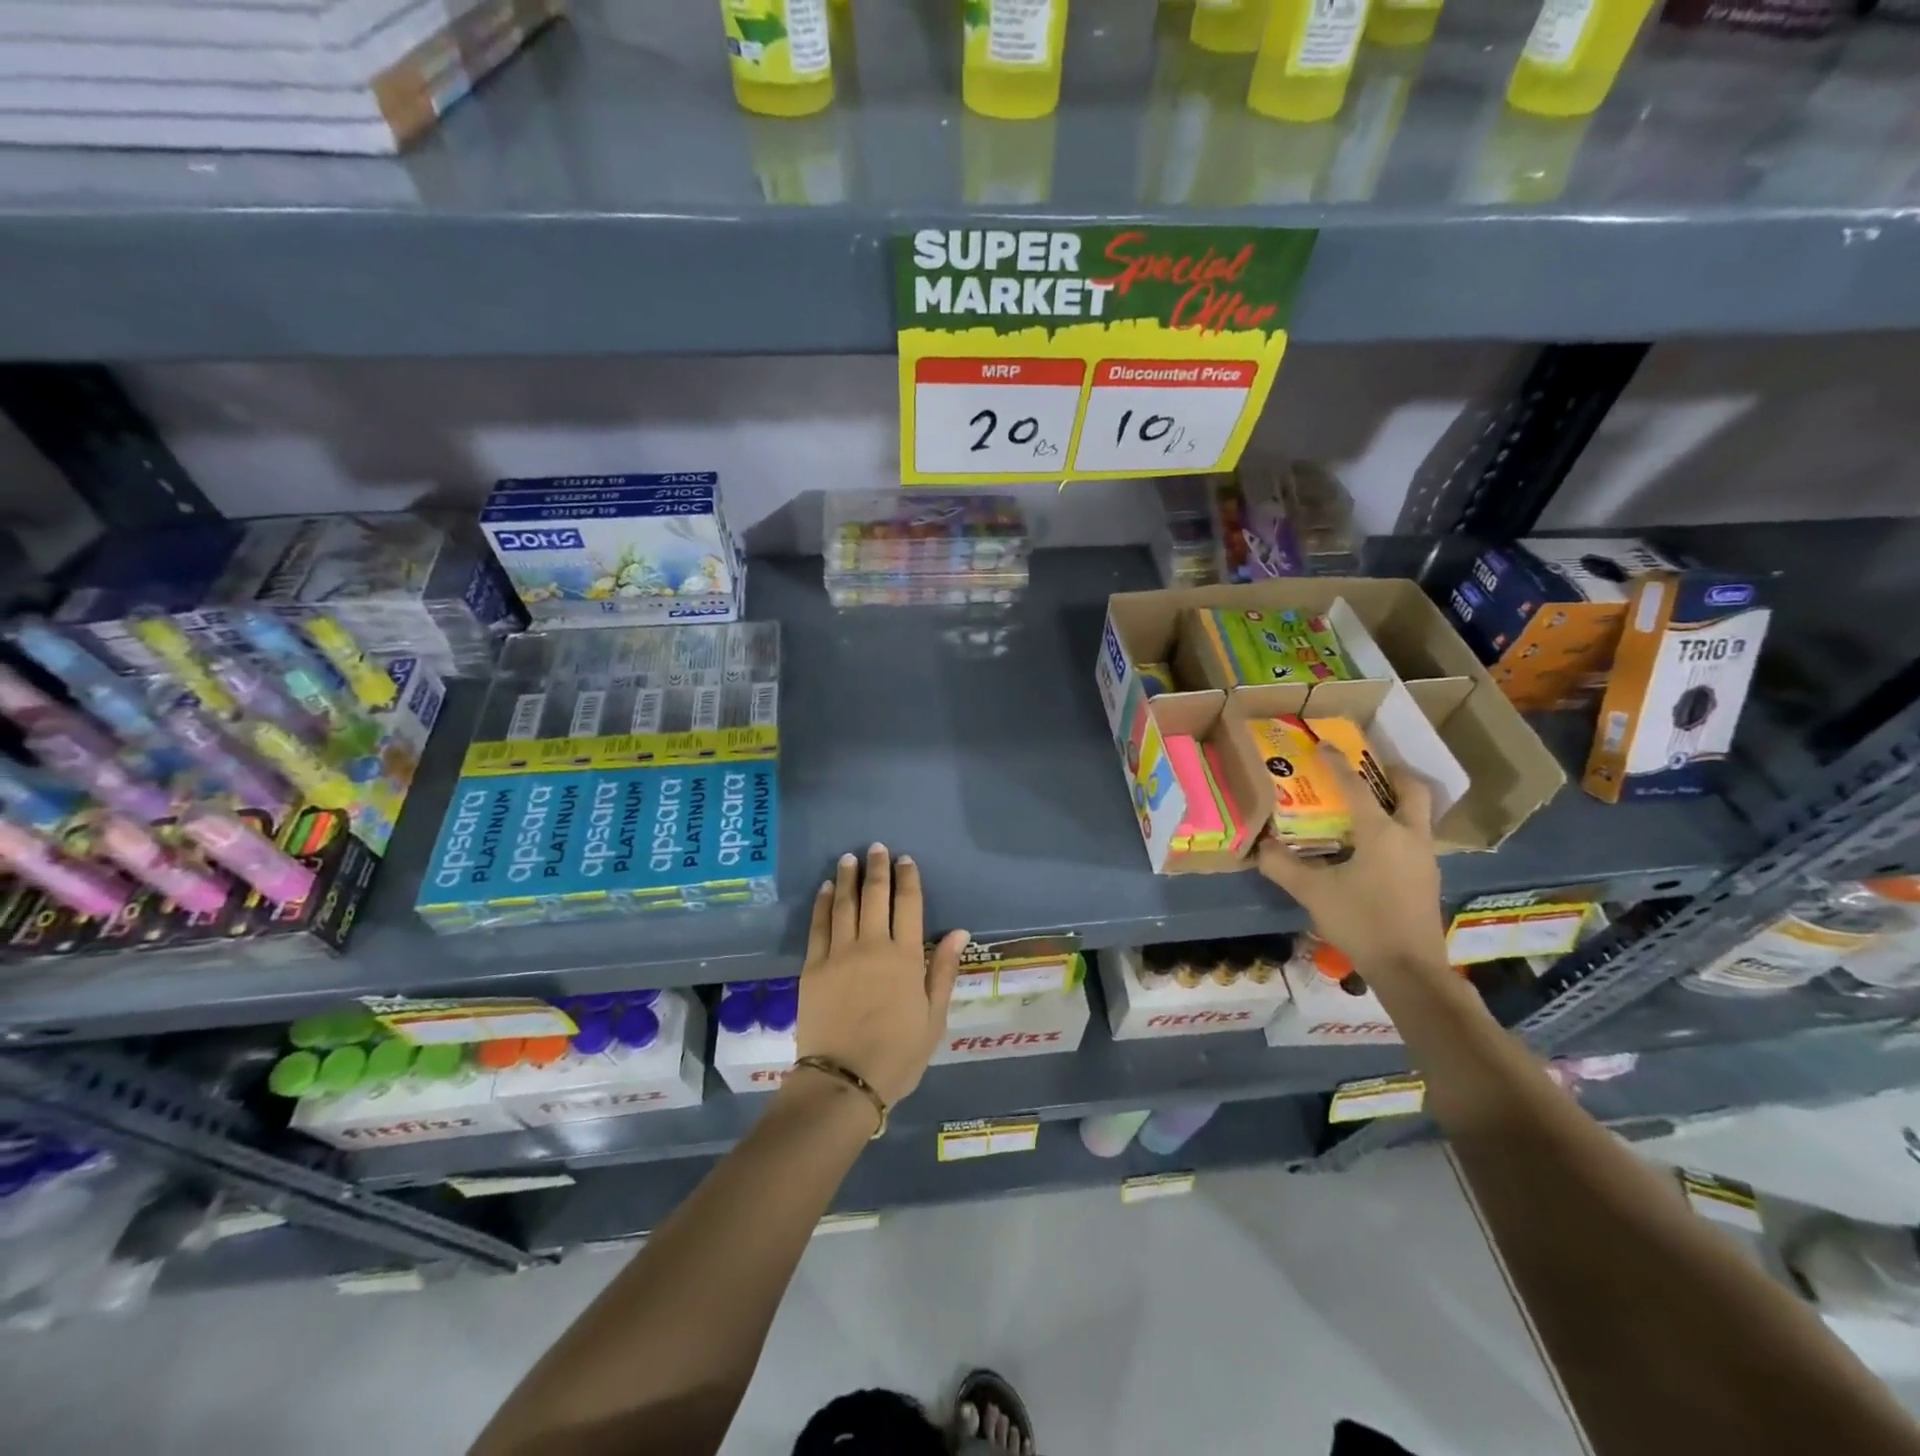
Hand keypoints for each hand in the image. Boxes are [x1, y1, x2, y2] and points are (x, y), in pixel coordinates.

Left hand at [796, 843, 970, 1106]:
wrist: (844, 1081)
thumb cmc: (897, 1055)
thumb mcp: (933, 1018)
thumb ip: (942, 971)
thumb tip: (959, 932)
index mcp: (905, 957)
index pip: (909, 905)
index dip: (908, 879)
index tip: (906, 860)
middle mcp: (873, 946)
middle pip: (876, 896)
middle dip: (877, 868)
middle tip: (877, 847)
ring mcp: (839, 954)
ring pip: (845, 904)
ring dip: (848, 877)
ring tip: (849, 858)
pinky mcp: (813, 966)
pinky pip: (818, 926)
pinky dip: (823, 903)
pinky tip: (826, 889)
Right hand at [1256, 757, 1448, 978]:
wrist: (1409, 968)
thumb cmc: (1362, 921)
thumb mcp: (1313, 893)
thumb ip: (1283, 866)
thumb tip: (1261, 847)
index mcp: (1382, 833)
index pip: (1357, 787)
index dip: (1337, 765)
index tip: (1324, 746)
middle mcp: (1409, 837)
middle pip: (1412, 791)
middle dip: (1392, 773)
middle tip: (1368, 767)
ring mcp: (1424, 858)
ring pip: (1417, 815)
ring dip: (1396, 800)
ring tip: (1367, 801)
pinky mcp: (1426, 878)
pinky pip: (1415, 837)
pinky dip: (1397, 826)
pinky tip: (1372, 843)